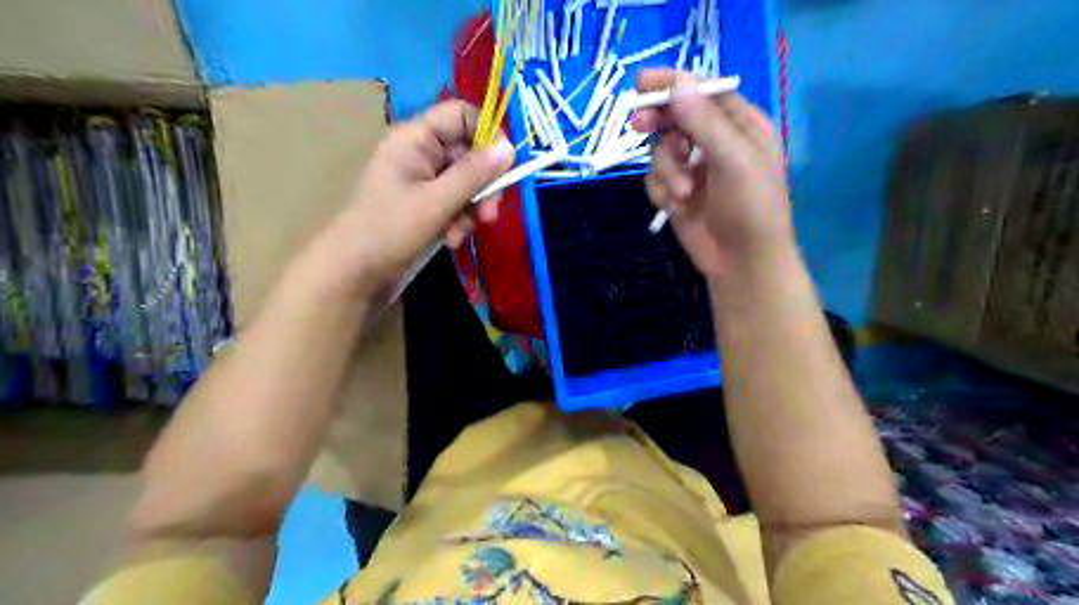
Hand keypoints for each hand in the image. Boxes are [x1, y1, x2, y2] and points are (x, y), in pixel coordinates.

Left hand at [319, 98, 513, 293]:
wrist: (354, 271)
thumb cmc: (390, 229)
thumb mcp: (437, 202)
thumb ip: (474, 174)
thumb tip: (510, 148)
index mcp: (415, 138)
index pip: (461, 115)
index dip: (488, 134)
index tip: (506, 166)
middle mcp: (420, 152)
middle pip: (469, 153)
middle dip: (483, 186)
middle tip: (490, 215)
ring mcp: (422, 179)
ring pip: (466, 183)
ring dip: (471, 209)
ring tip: (460, 234)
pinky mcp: (425, 203)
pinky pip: (455, 202)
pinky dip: (459, 220)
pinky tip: (451, 240)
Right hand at [634, 70, 789, 280]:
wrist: (741, 262)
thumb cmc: (751, 208)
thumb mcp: (733, 160)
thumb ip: (705, 122)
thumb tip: (678, 84)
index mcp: (740, 125)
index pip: (703, 92)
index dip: (673, 83)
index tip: (640, 82)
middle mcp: (715, 141)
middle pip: (676, 117)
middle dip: (658, 123)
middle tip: (639, 125)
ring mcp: (694, 168)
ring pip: (660, 151)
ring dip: (664, 171)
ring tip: (681, 194)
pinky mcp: (677, 192)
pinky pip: (654, 179)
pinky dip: (660, 191)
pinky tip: (674, 207)